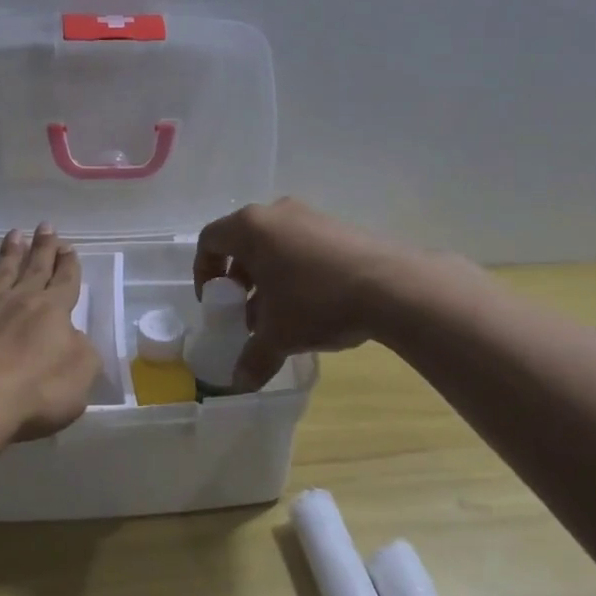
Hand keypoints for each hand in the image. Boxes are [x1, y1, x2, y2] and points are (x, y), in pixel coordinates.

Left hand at [0, 225, 101, 445]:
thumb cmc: (34, 394)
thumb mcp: (81, 377)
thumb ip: (83, 352)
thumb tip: (74, 337)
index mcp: (52, 311)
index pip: (66, 281)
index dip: (69, 265)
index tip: (70, 247)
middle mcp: (17, 301)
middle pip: (34, 269)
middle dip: (43, 248)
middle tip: (46, 226)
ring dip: (8, 253)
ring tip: (14, 234)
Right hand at [194, 198, 402, 391]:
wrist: (391, 286)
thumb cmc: (316, 301)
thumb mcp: (279, 335)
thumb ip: (253, 358)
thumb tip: (239, 383)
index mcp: (251, 227)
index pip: (210, 241)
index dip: (204, 272)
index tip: (214, 303)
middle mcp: (277, 212)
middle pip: (243, 242)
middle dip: (239, 280)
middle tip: (244, 311)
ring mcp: (312, 216)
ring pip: (275, 245)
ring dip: (268, 278)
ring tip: (279, 315)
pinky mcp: (339, 227)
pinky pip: (303, 246)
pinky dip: (296, 272)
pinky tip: (312, 305)